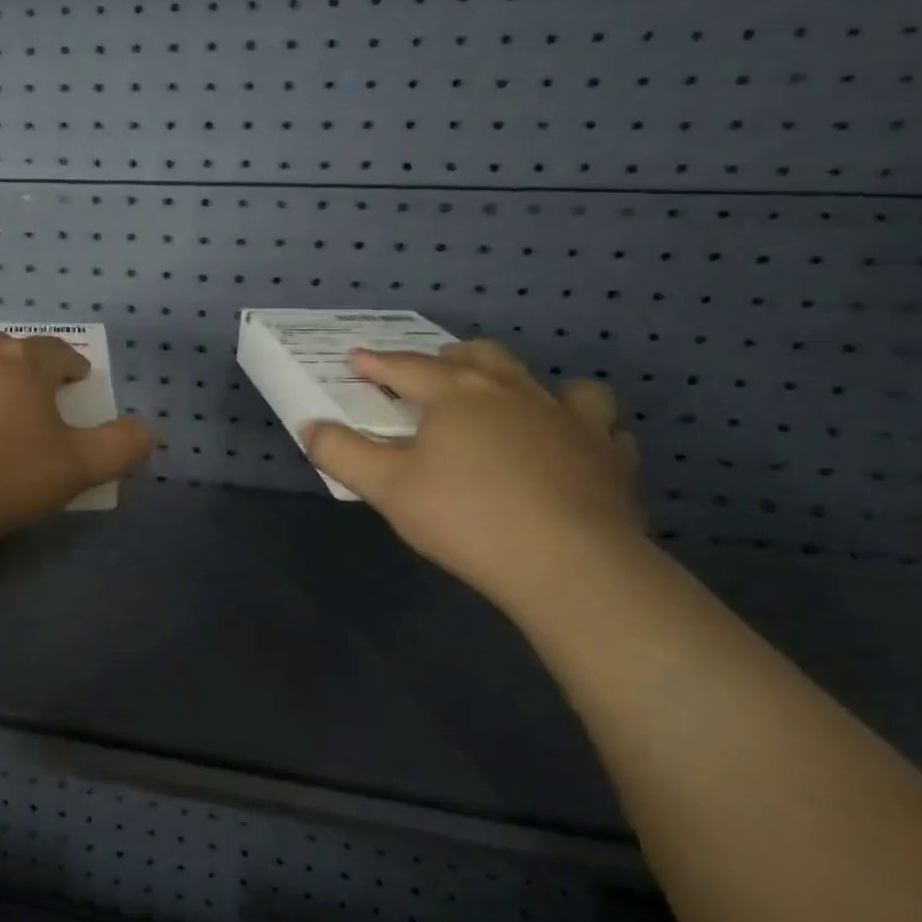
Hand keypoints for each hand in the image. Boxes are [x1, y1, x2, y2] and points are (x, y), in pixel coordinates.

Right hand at [303, 340, 644, 599]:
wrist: (571, 565)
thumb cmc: (466, 517)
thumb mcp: (387, 487)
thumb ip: (342, 453)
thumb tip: (309, 426)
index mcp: (457, 394)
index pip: (407, 367)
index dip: (378, 362)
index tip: (357, 358)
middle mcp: (515, 392)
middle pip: (481, 357)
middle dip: (452, 358)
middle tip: (437, 370)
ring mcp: (571, 420)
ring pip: (553, 382)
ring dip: (529, 385)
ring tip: (515, 402)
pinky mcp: (612, 456)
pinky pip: (603, 427)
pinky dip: (585, 429)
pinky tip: (575, 447)